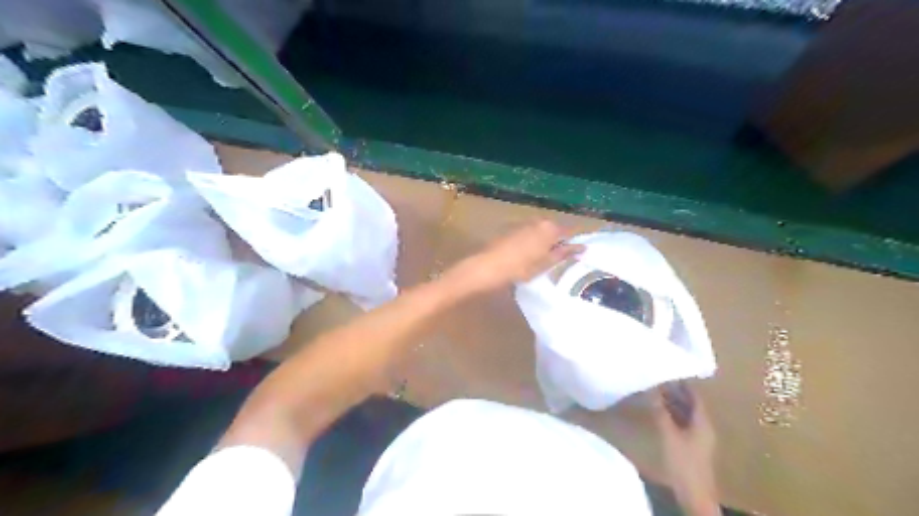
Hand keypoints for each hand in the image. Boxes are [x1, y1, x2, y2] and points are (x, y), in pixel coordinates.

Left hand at [452, 219, 580, 294]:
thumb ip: (564, 253)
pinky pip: (529, 232)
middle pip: (555, 230)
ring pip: (541, 231)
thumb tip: (581, 247)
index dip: (575, 242)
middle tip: (561, 259)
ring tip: (544, 259)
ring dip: (545, 241)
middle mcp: (538, 221)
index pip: (570, 231)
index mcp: (550, 228)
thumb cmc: (519, 268)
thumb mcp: (545, 264)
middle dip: (559, 241)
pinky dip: (532, 241)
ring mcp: (523, 223)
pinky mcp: (511, 228)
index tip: (581, 252)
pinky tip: (528, 255)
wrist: (487, 267)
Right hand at [654, 383, 724, 515]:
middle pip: (689, 402)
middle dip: (674, 390)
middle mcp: (703, 425)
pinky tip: (658, 411)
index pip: (694, 394)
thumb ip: (659, 410)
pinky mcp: (691, 444)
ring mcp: (698, 435)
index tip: (667, 368)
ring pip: (685, 412)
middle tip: (656, 377)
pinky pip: (682, 421)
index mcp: (702, 420)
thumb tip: (650, 387)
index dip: (681, 380)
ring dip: (672, 402)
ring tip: (654, 390)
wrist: (694, 493)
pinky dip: (671, 413)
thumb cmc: (683, 461)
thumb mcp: (668, 433)